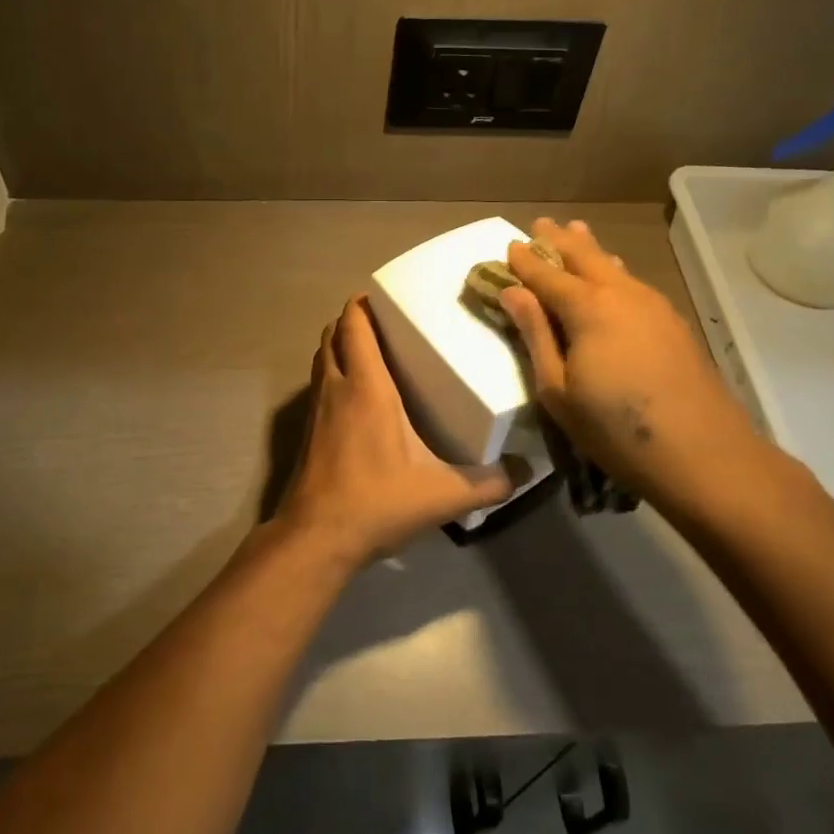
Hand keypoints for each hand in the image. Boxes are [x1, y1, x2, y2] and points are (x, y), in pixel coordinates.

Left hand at [278, 296, 520, 568]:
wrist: (316, 537)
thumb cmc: (377, 502)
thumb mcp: (444, 495)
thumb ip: (490, 483)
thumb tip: (527, 470)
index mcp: (367, 387)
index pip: (355, 326)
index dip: (363, 304)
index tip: (385, 296)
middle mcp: (336, 388)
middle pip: (333, 334)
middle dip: (352, 320)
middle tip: (385, 321)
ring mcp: (316, 409)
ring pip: (322, 358)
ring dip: (339, 346)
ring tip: (370, 350)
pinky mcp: (307, 431)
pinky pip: (318, 385)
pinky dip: (332, 374)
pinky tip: (355, 397)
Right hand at [501, 219, 780, 517]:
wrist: (704, 454)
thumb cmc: (615, 429)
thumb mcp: (557, 389)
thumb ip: (535, 334)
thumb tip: (513, 292)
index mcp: (587, 308)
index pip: (546, 274)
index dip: (525, 261)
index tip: (508, 246)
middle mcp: (621, 294)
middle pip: (585, 256)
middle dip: (559, 240)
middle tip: (541, 224)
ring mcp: (653, 305)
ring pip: (614, 265)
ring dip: (591, 249)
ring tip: (577, 231)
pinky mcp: (673, 323)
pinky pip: (633, 283)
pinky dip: (614, 271)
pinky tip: (615, 276)